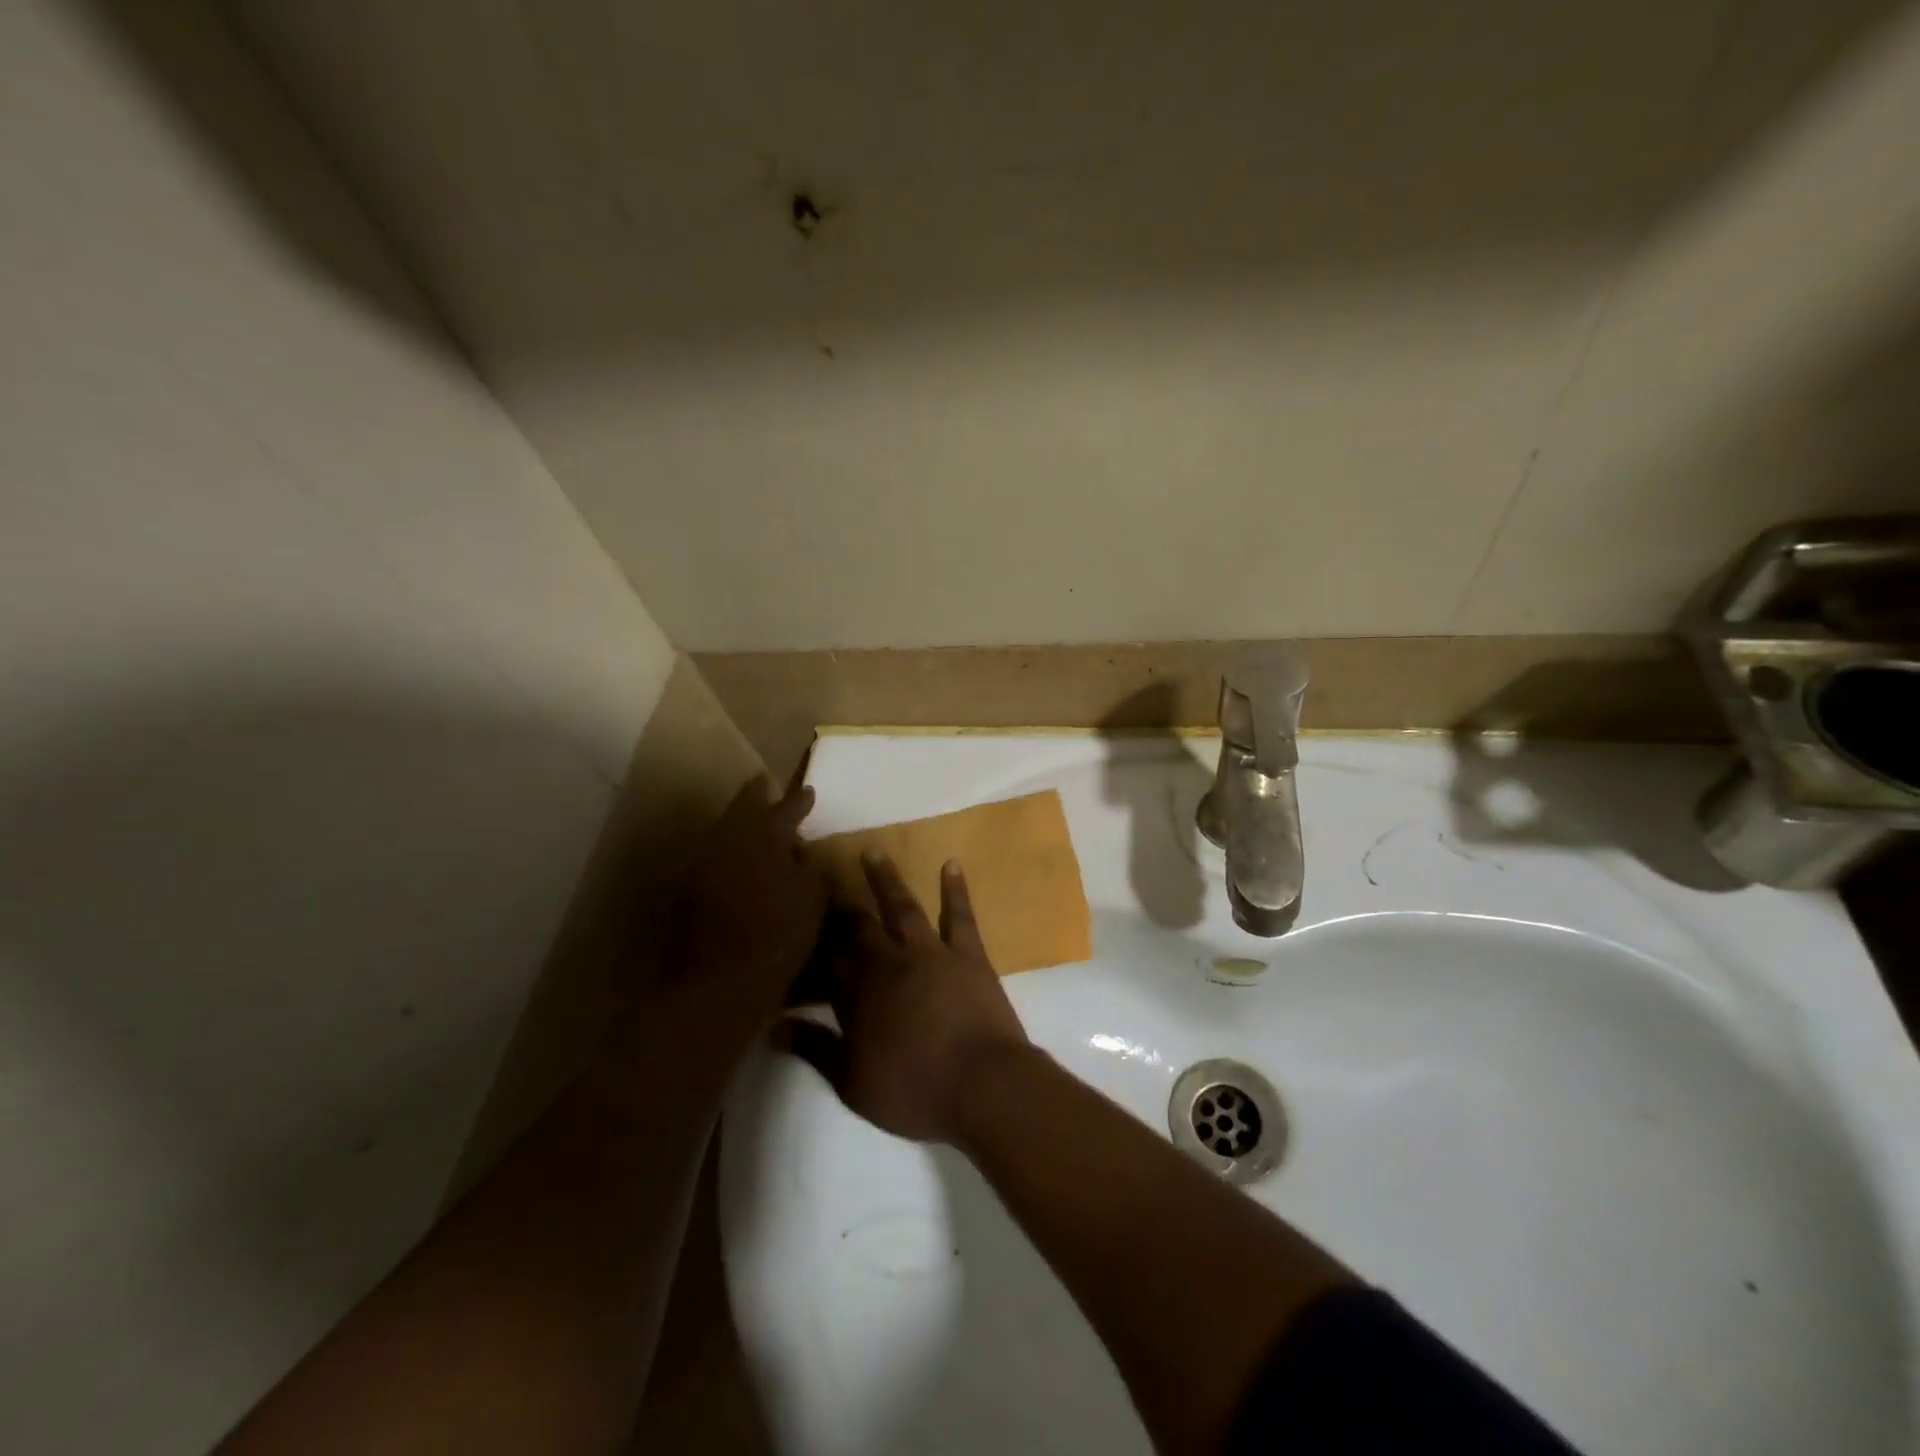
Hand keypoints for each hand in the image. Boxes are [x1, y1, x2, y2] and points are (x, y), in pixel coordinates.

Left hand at [658, 777, 827, 1057]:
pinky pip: (715, 856)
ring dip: (741, 824)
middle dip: (758, 797)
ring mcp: (704, 863)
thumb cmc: (778, 936)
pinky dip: (730, 851)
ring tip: (757, 825)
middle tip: (768, 788)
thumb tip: (803, 851)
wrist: (720, 981)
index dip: (799, 800)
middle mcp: (729, 841)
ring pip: (725, 830)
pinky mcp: (691, 889)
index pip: (785, 808)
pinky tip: (741, 861)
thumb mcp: (813, 898)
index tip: (809, 792)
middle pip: (743, 808)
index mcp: (764, 836)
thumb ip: (811, 867)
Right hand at [780, 855, 1028, 1144]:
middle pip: (860, 928)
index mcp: (859, 997)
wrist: (982, 1084)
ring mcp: (930, 954)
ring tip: (873, 852)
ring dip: (886, 880)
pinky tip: (951, 864)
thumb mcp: (854, 1084)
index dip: (816, 942)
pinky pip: (959, 915)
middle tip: (826, 875)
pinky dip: (954, 889)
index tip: (802, 918)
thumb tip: (773, 1027)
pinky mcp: (967, 954)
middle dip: (842, 904)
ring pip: (903, 908)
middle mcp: (890, 964)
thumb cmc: (915, 1091)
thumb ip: (815, 1050)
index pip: (830, 962)